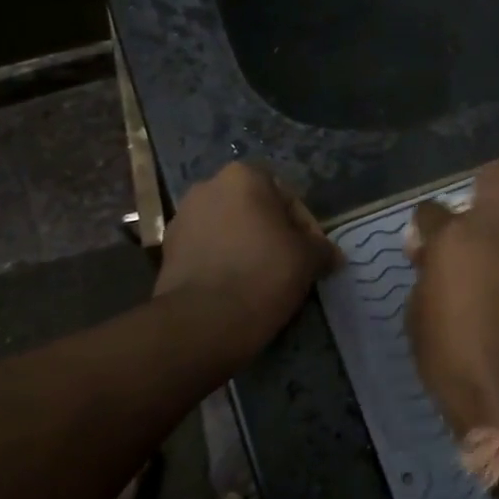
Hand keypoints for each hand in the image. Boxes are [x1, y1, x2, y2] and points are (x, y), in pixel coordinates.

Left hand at [154, 164, 339, 357]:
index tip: (314, 256)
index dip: (306, 228)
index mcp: (243, 176)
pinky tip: (237, 289)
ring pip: (229, 230)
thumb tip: (331, 255)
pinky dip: (223, 263)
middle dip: (273, 234)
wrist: (202, 321)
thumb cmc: (263, 274)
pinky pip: (207, 251)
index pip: (287, 197)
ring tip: (264, 280)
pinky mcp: (167, 251)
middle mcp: (208, 186)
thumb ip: (321, 249)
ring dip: (247, 247)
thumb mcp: (308, 259)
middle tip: (291, 266)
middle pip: (255, 210)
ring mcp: (182, 218)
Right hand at [405, 160, 498, 434]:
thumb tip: (431, 253)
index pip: (431, 208)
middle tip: (483, 219)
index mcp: (453, 239)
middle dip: (487, 188)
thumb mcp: (418, 317)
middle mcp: (498, 228)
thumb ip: (426, 273)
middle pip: (497, 173)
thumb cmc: (454, 362)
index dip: (428, 226)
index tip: (430, 244)